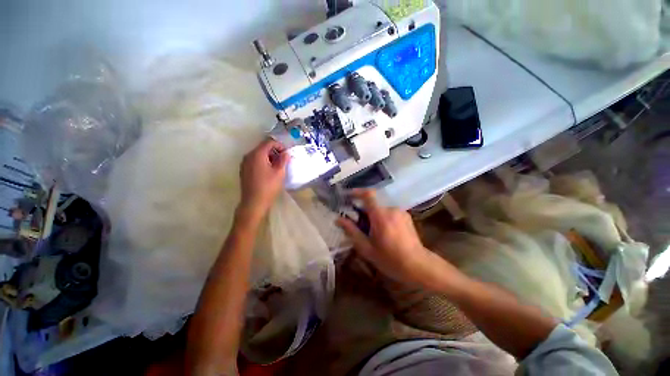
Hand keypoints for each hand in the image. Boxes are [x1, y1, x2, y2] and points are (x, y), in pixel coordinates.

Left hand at [238, 139, 289, 222]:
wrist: (254, 202)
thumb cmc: (268, 186)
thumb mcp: (279, 172)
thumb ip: (283, 160)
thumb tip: (285, 153)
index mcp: (257, 154)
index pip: (269, 142)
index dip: (280, 145)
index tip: (286, 153)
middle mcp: (248, 156)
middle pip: (263, 147)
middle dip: (274, 151)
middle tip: (283, 160)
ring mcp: (244, 163)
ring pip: (258, 155)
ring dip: (269, 157)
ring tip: (277, 166)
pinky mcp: (243, 170)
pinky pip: (254, 161)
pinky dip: (263, 162)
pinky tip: (268, 171)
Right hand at [336, 189, 459, 288]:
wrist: (418, 266)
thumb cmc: (390, 259)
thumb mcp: (366, 248)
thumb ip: (352, 231)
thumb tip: (338, 220)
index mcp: (380, 216)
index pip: (368, 195)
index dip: (357, 192)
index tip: (348, 196)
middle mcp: (391, 209)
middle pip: (373, 204)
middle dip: (364, 211)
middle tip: (360, 225)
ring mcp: (400, 212)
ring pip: (381, 209)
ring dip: (374, 216)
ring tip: (374, 232)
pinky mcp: (406, 216)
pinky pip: (389, 212)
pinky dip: (383, 218)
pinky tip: (385, 233)